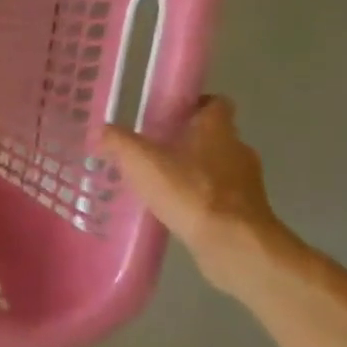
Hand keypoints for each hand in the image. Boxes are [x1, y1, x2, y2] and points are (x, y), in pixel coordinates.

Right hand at [100, 96, 289, 286]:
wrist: (233, 243)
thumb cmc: (190, 192)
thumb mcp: (142, 162)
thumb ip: (119, 143)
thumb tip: (100, 130)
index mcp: (217, 130)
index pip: (214, 104)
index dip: (193, 105)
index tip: (168, 116)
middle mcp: (237, 149)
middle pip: (212, 136)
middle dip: (185, 141)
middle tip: (152, 152)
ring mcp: (246, 182)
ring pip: (216, 167)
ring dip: (192, 172)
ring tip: (159, 185)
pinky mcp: (245, 210)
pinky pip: (219, 195)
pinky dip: (199, 198)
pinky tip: (175, 210)